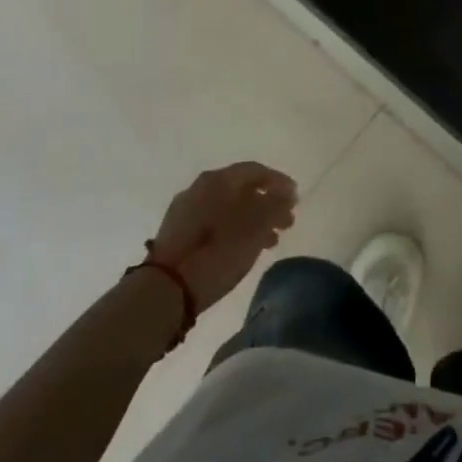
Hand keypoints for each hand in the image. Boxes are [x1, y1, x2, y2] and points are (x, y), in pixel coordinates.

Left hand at [146, 162, 297, 310]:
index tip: (296, 198)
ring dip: (253, 219)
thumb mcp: (254, 228)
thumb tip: (287, 193)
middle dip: (267, 204)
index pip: (255, 171)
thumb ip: (275, 206)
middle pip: (241, 189)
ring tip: (271, 241)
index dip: (279, 182)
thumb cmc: (216, 253)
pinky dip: (234, 229)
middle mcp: (200, 187)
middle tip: (287, 223)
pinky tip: (245, 248)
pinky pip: (214, 221)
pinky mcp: (178, 232)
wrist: (165, 290)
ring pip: (228, 207)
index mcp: (217, 180)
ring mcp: (186, 210)